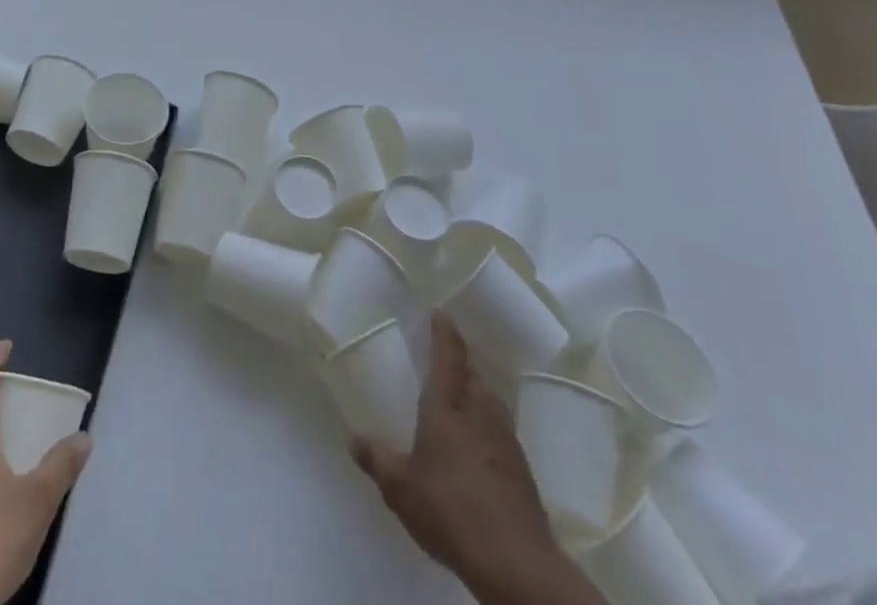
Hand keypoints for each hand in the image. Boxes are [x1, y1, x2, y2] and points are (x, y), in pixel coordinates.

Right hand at [352, 314, 604, 604]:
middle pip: (473, 375)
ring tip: (461, 402)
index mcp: (448, 405)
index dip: (444, 332)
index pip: (448, 355)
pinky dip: (488, 429)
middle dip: (460, 365)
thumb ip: (377, 460)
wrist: (515, 561)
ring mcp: (506, 439)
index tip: (441, 313)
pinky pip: (501, 432)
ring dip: (476, 395)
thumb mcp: (400, 488)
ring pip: (490, 402)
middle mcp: (479, 411)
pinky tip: (479, 449)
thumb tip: (353, 439)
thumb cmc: (449, 509)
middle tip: (445, 362)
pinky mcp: (522, 469)